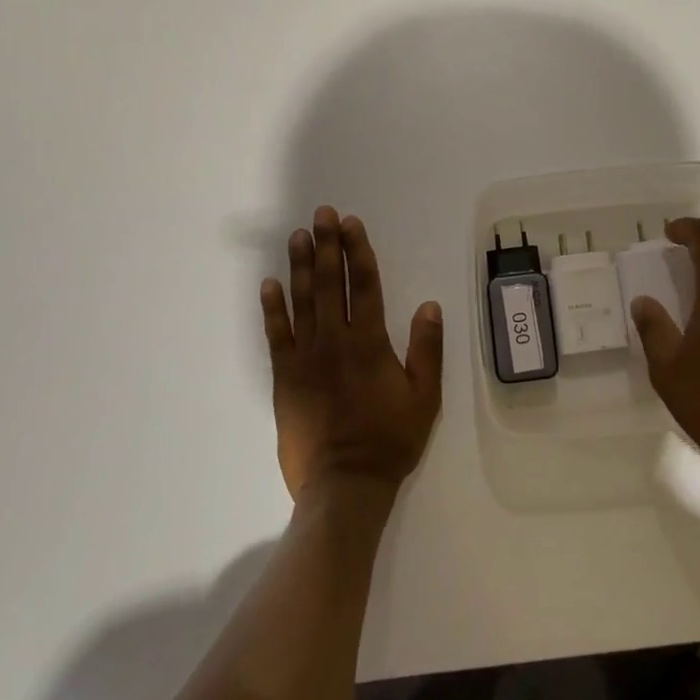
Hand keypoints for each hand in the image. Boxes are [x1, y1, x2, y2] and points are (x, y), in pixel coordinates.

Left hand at [261, 207, 443, 499]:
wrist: (344, 484)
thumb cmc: (390, 440)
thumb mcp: (424, 397)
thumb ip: (427, 349)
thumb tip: (429, 305)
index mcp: (369, 342)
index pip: (363, 285)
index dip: (357, 251)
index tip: (350, 223)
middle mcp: (334, 341)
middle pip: (329, 283)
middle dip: (326, 246)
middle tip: (321, 215)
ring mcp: (305, 358)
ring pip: (301, 302)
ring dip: (299, 266)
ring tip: (297, 236)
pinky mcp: (284, 377)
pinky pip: (276, 335)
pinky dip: (272, 308)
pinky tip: (269, 285)